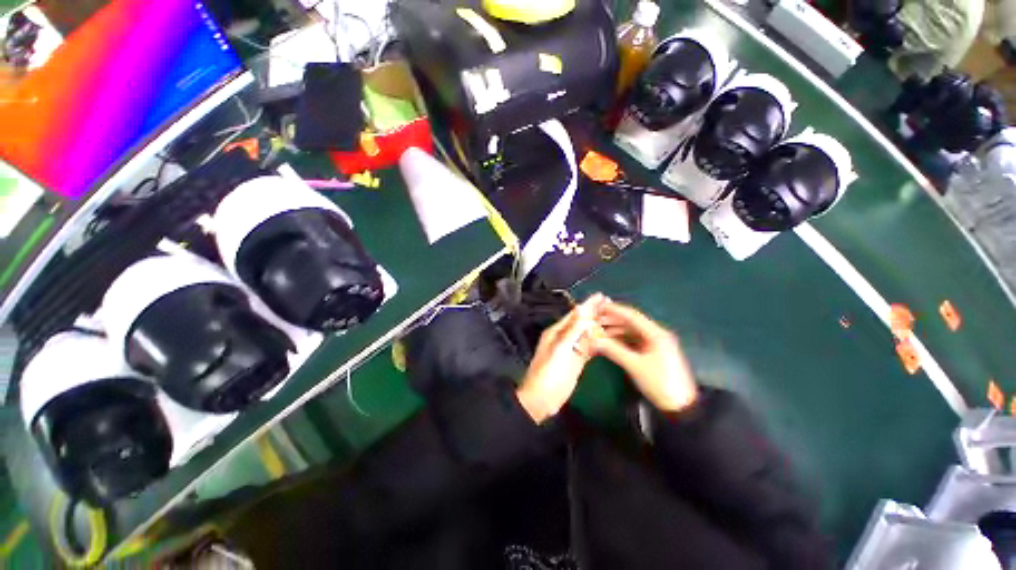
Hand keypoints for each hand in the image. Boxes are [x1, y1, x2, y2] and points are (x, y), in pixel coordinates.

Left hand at [516, 294, 605, 423]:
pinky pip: (589, 347)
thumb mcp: (561, 348)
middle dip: (596, 314)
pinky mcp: (576, 361)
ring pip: (587, 334)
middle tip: (613, 305)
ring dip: (599, 327)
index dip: (589, 305)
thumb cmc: (550, 372)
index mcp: (557, 331)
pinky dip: (598, 342)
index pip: (576, 314)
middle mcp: (564, 337)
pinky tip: (608, 339)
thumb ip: (573, 329)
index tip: (603, 296)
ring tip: (615, 320)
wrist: (543, 398)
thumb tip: (582, 308)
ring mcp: (571, 350)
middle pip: (582, 322)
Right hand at [591, 300, 697, 412]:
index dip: (614, 310)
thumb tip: (593, 339)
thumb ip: (613, 350)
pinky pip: (634, 341)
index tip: (598, 306)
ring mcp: (655, 344)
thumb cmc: (659, 383)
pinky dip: (621, 340)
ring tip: (598, 331)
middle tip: (594, 319)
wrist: (680, 407)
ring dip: (615, 330)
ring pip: (631, 332)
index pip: (632, 316)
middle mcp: (656, 335)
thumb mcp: (634, 365)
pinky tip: (609, 342)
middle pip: (631, 322)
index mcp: (656, 334)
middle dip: (612, 320)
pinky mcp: (653, 353)